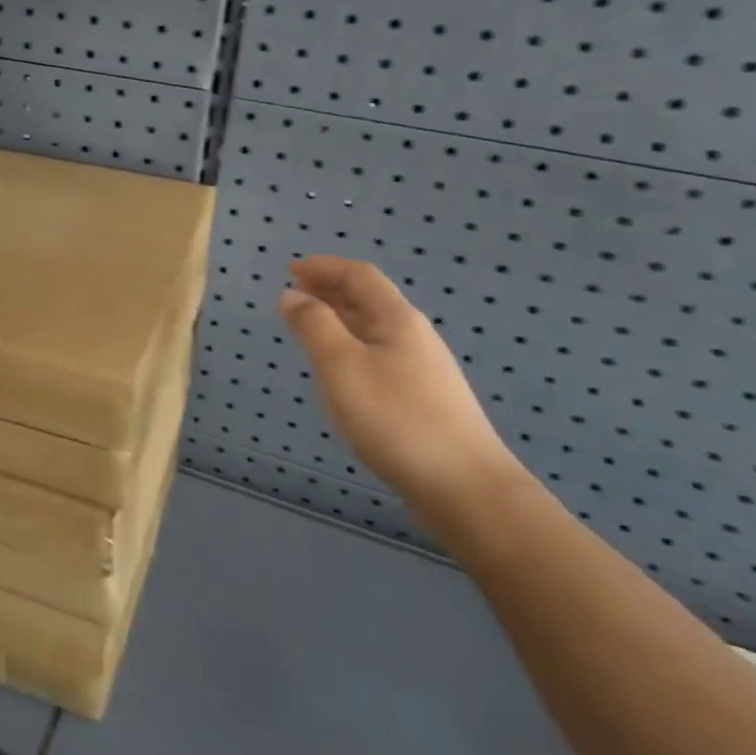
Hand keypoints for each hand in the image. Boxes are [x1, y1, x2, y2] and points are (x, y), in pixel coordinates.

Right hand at [278, 256, 524, 519]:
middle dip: (330, 290)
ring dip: (339, 319)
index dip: (325, 267)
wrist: (464, 487)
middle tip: (294, 293)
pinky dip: (350, 348)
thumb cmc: (395, 418)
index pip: (359, 276)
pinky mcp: (422, 400)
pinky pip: (378, 356)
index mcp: (396, 319)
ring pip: (373, 330)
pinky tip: (339, 372)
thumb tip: (292, 295)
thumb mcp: (341, 366)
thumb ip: (313, 326)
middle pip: (369, 300)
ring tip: (309, 328)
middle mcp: (413, 337)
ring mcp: (422, 370)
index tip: (291, 268)